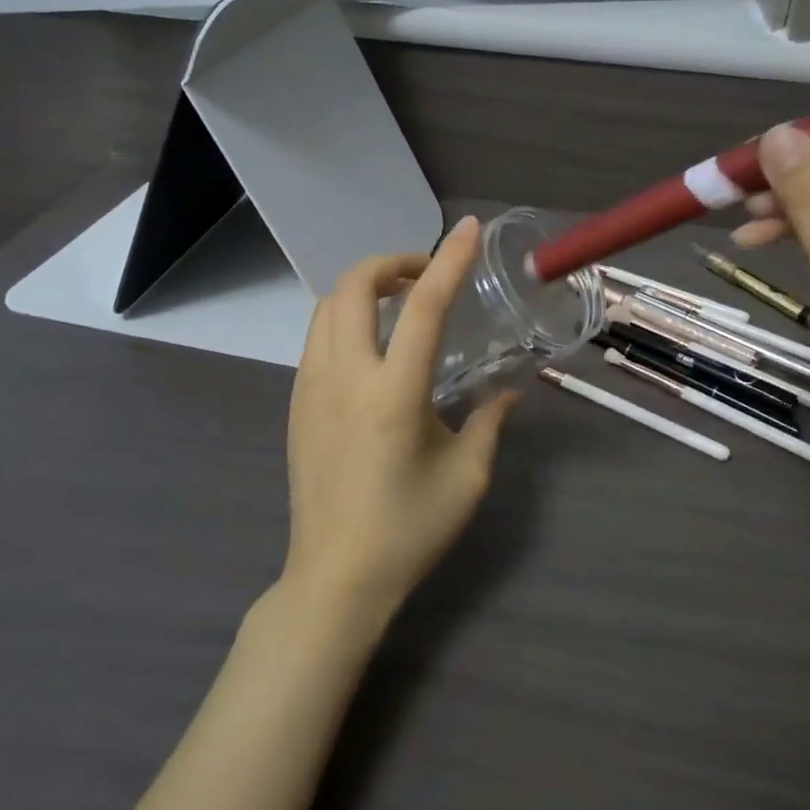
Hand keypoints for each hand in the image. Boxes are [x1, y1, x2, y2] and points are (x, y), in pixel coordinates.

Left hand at [281, 216, 517, 624]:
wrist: (334, 580)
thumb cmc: (407, 530)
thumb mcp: (466, 477)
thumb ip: (489, 421)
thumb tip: (512, 390)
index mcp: (393, 393)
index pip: (424, 307)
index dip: (449, 260)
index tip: (469, 229)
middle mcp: (345, 377)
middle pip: (354, 286)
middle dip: (392, 262)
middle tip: (426, 275)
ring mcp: (312, 388)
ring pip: (328, 306)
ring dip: (365, 288)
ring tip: (400, 303)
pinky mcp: (297, 403)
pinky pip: (318, 336)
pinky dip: (346, 317)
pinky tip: (373, 345)